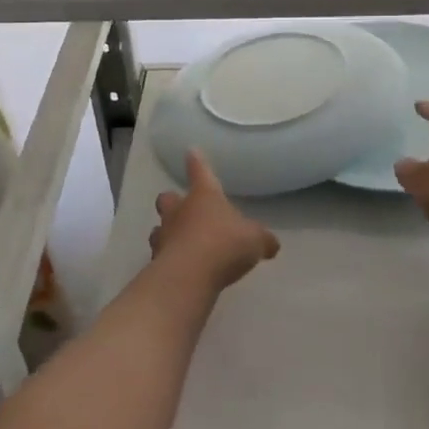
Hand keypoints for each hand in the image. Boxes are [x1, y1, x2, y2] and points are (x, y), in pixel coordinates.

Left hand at [150, 151, 280, 291]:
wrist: (190, 276)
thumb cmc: (225, 244)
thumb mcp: (255, 240)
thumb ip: (262, 240)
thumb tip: (271, 244)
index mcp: (204, 196)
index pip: (200, 171)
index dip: (197, 162)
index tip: (191, 152)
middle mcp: (179, 211)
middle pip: (167, 198)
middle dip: (172, 201)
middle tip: (181, 208)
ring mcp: (164, 236)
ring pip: (158, 228)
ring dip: (166, 233)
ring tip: (179, 242)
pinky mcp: (156, 262)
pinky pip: (161, 256)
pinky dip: (169, 260)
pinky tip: (182, 270)